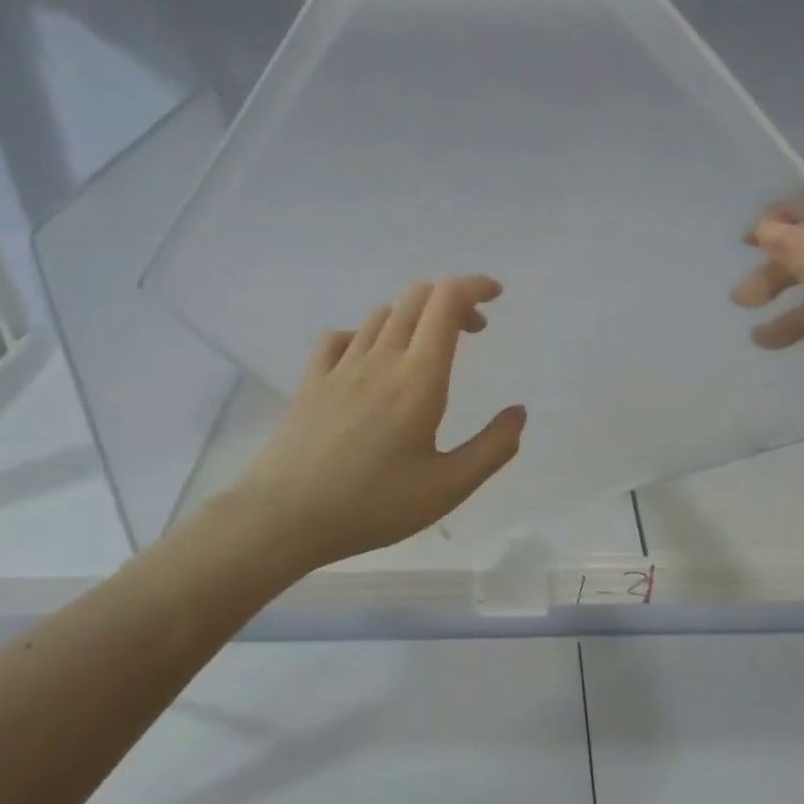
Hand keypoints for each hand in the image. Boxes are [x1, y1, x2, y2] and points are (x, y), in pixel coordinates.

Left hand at [233, 276, 525, 570]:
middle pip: (416, 298)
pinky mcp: (312, 381)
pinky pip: (341, 336)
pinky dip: (366, 334)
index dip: (474, 286)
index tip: (495, 296)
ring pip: (381, 314)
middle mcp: (381, 358)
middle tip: (472, 331)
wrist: (284, 517)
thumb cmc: (372, 505)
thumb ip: (492, 448)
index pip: (447, 302)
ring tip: (426, 349)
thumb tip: (519, 412)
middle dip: (451, 300)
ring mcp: (341, 366)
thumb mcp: (447, 488)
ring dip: (413, 316)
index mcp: (419, 378)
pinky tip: (369, 361)